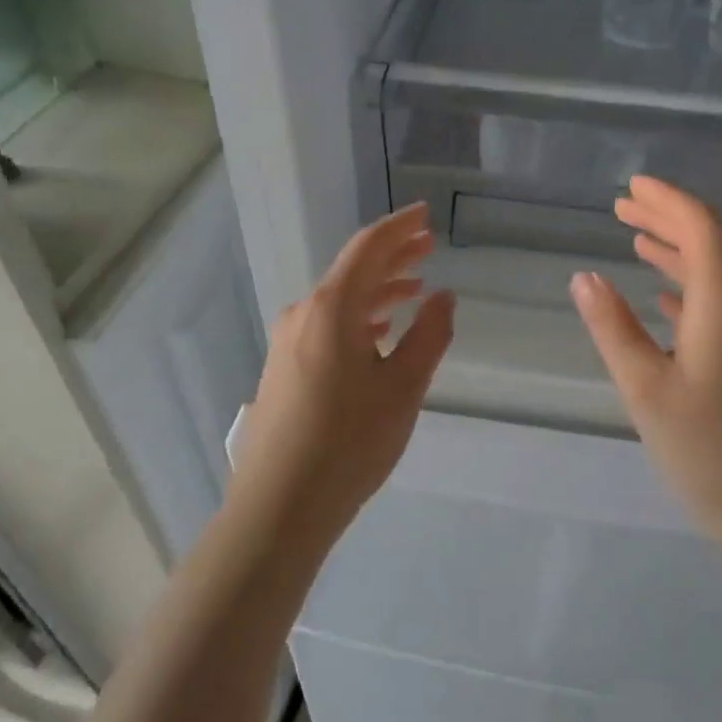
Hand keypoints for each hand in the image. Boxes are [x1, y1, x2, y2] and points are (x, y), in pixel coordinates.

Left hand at [232, 203, 454, 547]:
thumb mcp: (403, 388)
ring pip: (340, 300)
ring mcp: (287, 342)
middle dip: (393, 256)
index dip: (400, 228)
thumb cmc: (349, 443)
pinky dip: (358, 318)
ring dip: (378, 290)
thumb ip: (429, 336)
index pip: (369, 248)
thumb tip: (443, 298)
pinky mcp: (283, 368)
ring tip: (414, 289)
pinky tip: (378, 333)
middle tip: (430, 246)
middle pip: (353, 271)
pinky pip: (326, 325)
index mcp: (331, 308)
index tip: (426, 214)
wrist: (278, 506)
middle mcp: (303, 314)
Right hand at [569, 176, 721, 550]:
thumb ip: (613, 328)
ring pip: (718, 273)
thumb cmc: (712, 451)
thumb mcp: (647, 390)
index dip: (666, 199)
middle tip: (623, 206)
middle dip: (667, 218)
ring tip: (637, 239)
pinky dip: (691, 287)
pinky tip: (665, 298)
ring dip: (677, 251)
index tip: (631, 186)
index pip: (700, 227)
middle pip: (711, 242)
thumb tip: (583, 277)